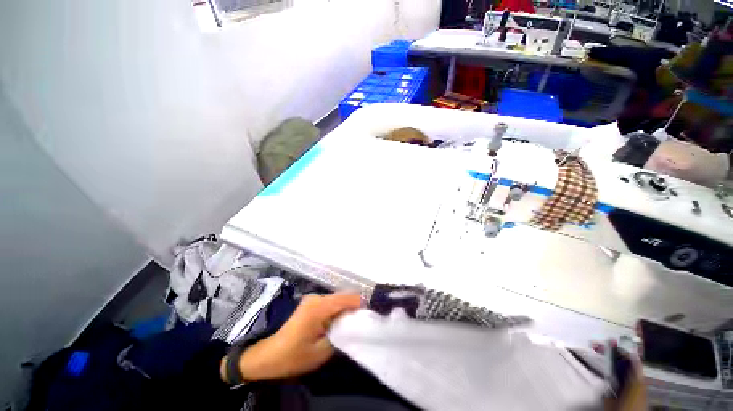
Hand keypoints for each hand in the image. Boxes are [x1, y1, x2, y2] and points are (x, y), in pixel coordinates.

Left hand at [235, 294, 361, 380]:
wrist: (269, 356)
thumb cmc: (294, 356)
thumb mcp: (322, 351)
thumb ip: (341, 334)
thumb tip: (355, 324)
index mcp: (319, 307)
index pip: (347, 298)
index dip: (360, 305)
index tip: (370, 316)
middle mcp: (317, 297)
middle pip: (344, 296)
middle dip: (354, 307)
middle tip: (362, 322)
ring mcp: (313, 299)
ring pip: (338, 299)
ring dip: (346, 308)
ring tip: (352, 323)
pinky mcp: (311, 303)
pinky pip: (331, 302)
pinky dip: (338, 309)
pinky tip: (339, 321)